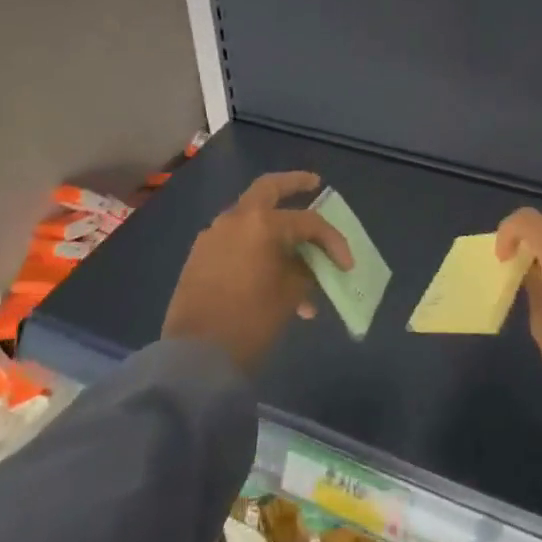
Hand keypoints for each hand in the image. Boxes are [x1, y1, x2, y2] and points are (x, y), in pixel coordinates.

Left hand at [162, 171, 353, 372]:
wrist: (195, 357)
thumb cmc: (250, 322)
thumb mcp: (289, 296)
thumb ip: (304, 271)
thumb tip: (307, 266)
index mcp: (262, 223)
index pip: (308, 222)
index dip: (332, 241)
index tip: (346, 264)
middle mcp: (235, 219)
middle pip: (269, 188)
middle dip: (294, 184)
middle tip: (314, 184)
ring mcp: (213, 235)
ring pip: (251, 218)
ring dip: (273, 227)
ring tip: (295, 254)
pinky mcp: (200, 255)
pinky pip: (235, 240)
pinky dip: (254, 246)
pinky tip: (267, 270)